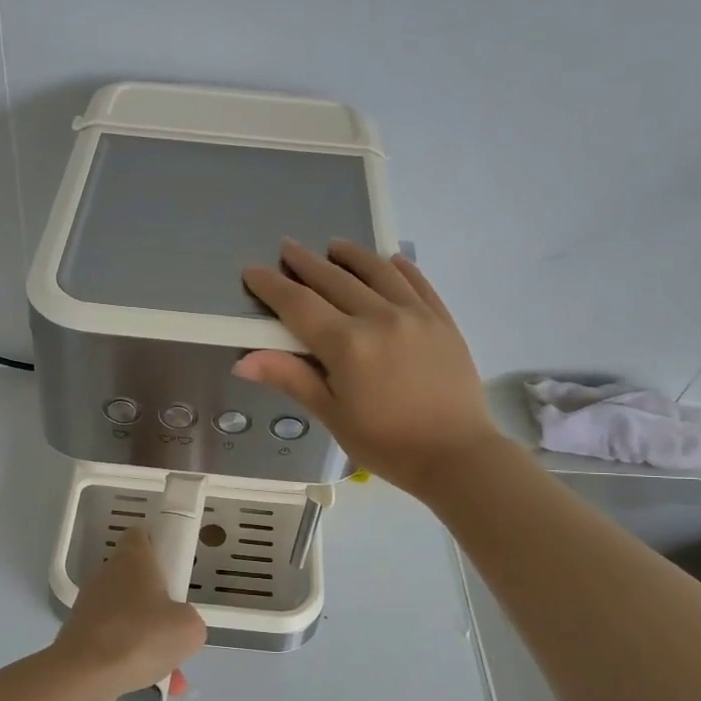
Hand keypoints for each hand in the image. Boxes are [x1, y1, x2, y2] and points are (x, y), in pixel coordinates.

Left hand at [52, 528, 207, 700]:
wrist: (85, 676)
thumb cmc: (141, 637)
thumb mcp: (190, 628)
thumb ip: (190, 620)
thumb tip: (178, 626)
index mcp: (132, 559)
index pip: (141, 536)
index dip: (158, 546)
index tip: (174, 568)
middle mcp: (106, 576)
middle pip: (137, 581)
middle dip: (159, 605)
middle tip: (177, 627)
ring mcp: (90, 607)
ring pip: (129, 617)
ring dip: (149, 640)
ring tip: (170, 672)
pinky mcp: (80, 636)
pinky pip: (115, 644)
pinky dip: (132, 660)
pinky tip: (150, 685)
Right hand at [238, 238, 500, 496]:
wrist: (457, 455)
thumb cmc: (386, 444)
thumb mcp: (332, 415)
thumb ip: (292, 379)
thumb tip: (243, 361)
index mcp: (347, 345)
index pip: (299, 305)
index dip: (273, 287)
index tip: (253, 271)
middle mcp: (380, 318)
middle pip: (335, 280)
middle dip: (306, 263)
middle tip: (288, 247)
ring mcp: (415, 315)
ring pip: (377, 272)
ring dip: (351, 255)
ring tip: (334, 245)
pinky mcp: (442, 320)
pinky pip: (417, 282)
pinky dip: (399, 268)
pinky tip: (389, 261)